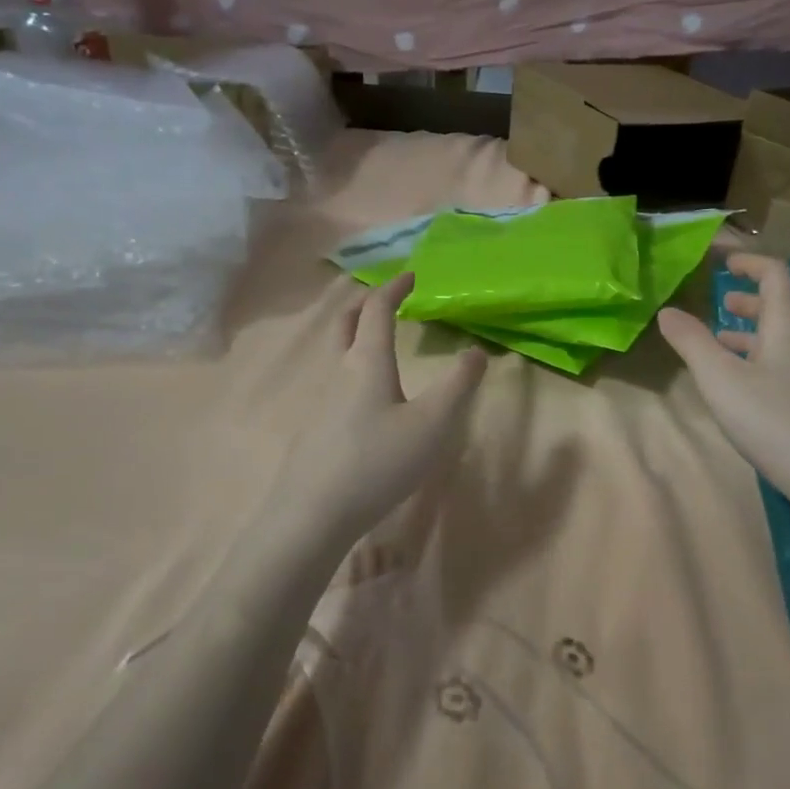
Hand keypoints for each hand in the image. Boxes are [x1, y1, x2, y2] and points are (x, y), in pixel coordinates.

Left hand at [278, 273, 487, 546]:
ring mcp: (322, 400)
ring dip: (358, 334)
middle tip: (387, 299)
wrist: (313, 513)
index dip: (394, 288)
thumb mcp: (432, 424)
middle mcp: (339, 372)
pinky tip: (367, 394)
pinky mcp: (316, 427)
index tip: (411, 275)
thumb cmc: (378, 461)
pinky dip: (354, 365)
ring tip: (380, 340)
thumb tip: (476, 351)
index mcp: (367, 361)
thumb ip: (458, 385)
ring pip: (338, 353)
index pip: (377, 310)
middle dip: (367, 304)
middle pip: (346, 323)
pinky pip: (337, 380)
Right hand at [657, 253, 789, 516]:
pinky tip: (743, 388)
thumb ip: (692, 342)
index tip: (724, 261)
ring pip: (782, 342)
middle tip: (722, 301)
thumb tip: (668, 311)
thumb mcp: (721, 380)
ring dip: (751, 336)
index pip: (775, 275)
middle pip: (780, 309)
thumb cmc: (775, 421)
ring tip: (721, 343)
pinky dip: (760, 362)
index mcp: (789, 327)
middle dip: (749, 301)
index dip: (750, 262)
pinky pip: (786, 367)